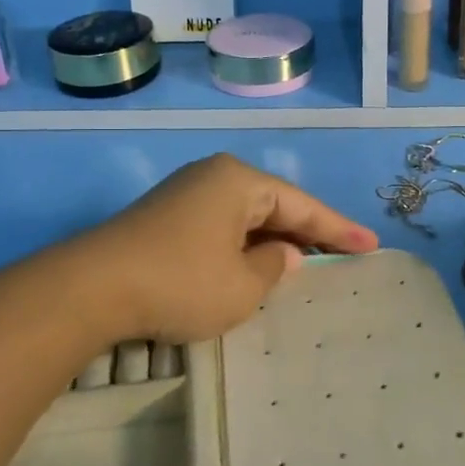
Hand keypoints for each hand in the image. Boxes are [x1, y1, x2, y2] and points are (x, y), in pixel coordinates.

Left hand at [83, 154, 378, 344]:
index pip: (302, 205)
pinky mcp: (166, 218)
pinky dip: (244, 246)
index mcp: (239, 181)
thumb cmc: (181, 282)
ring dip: (274, 241)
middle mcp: (214, 177)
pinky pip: (222, 227)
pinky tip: (256, 266)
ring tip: (309, 263)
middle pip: (274, 205)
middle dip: (307, 232)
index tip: (371, 246)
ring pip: (246, 217)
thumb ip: (273, 267)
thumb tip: (281, 254)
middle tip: (345, 255)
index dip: (338, 229)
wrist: (93, 288)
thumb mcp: (241, 286)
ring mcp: (186, 195)